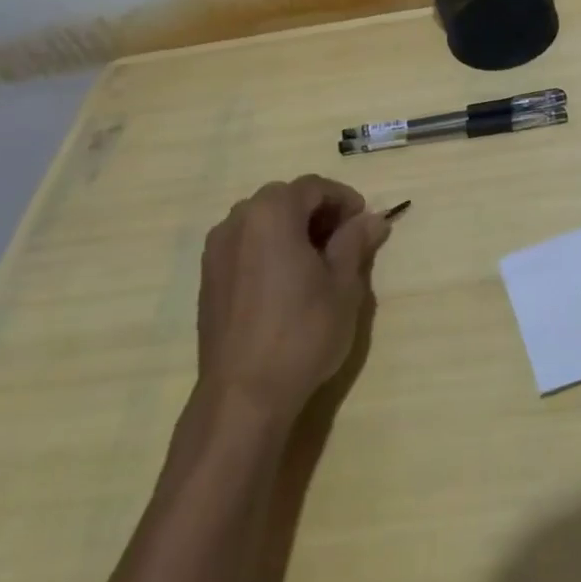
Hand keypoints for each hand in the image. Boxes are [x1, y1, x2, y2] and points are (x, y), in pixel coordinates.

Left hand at [195, 175, 391, 417]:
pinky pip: (245, 245)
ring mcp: (217, 250)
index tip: (364, 221)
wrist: (244, 394)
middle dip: (317, 212)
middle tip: (345, 240)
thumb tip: (372, 220)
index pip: (313, 187)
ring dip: (292, 228)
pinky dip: (269, 248)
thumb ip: (355, 242)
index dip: (343, 199)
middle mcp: (238, 221)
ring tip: (318, 261)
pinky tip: (288, 281)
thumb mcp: (344, 284)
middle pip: (285, 199)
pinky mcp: (208, 278)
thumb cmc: (302, 332)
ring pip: (262, 221)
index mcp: (272, 213)